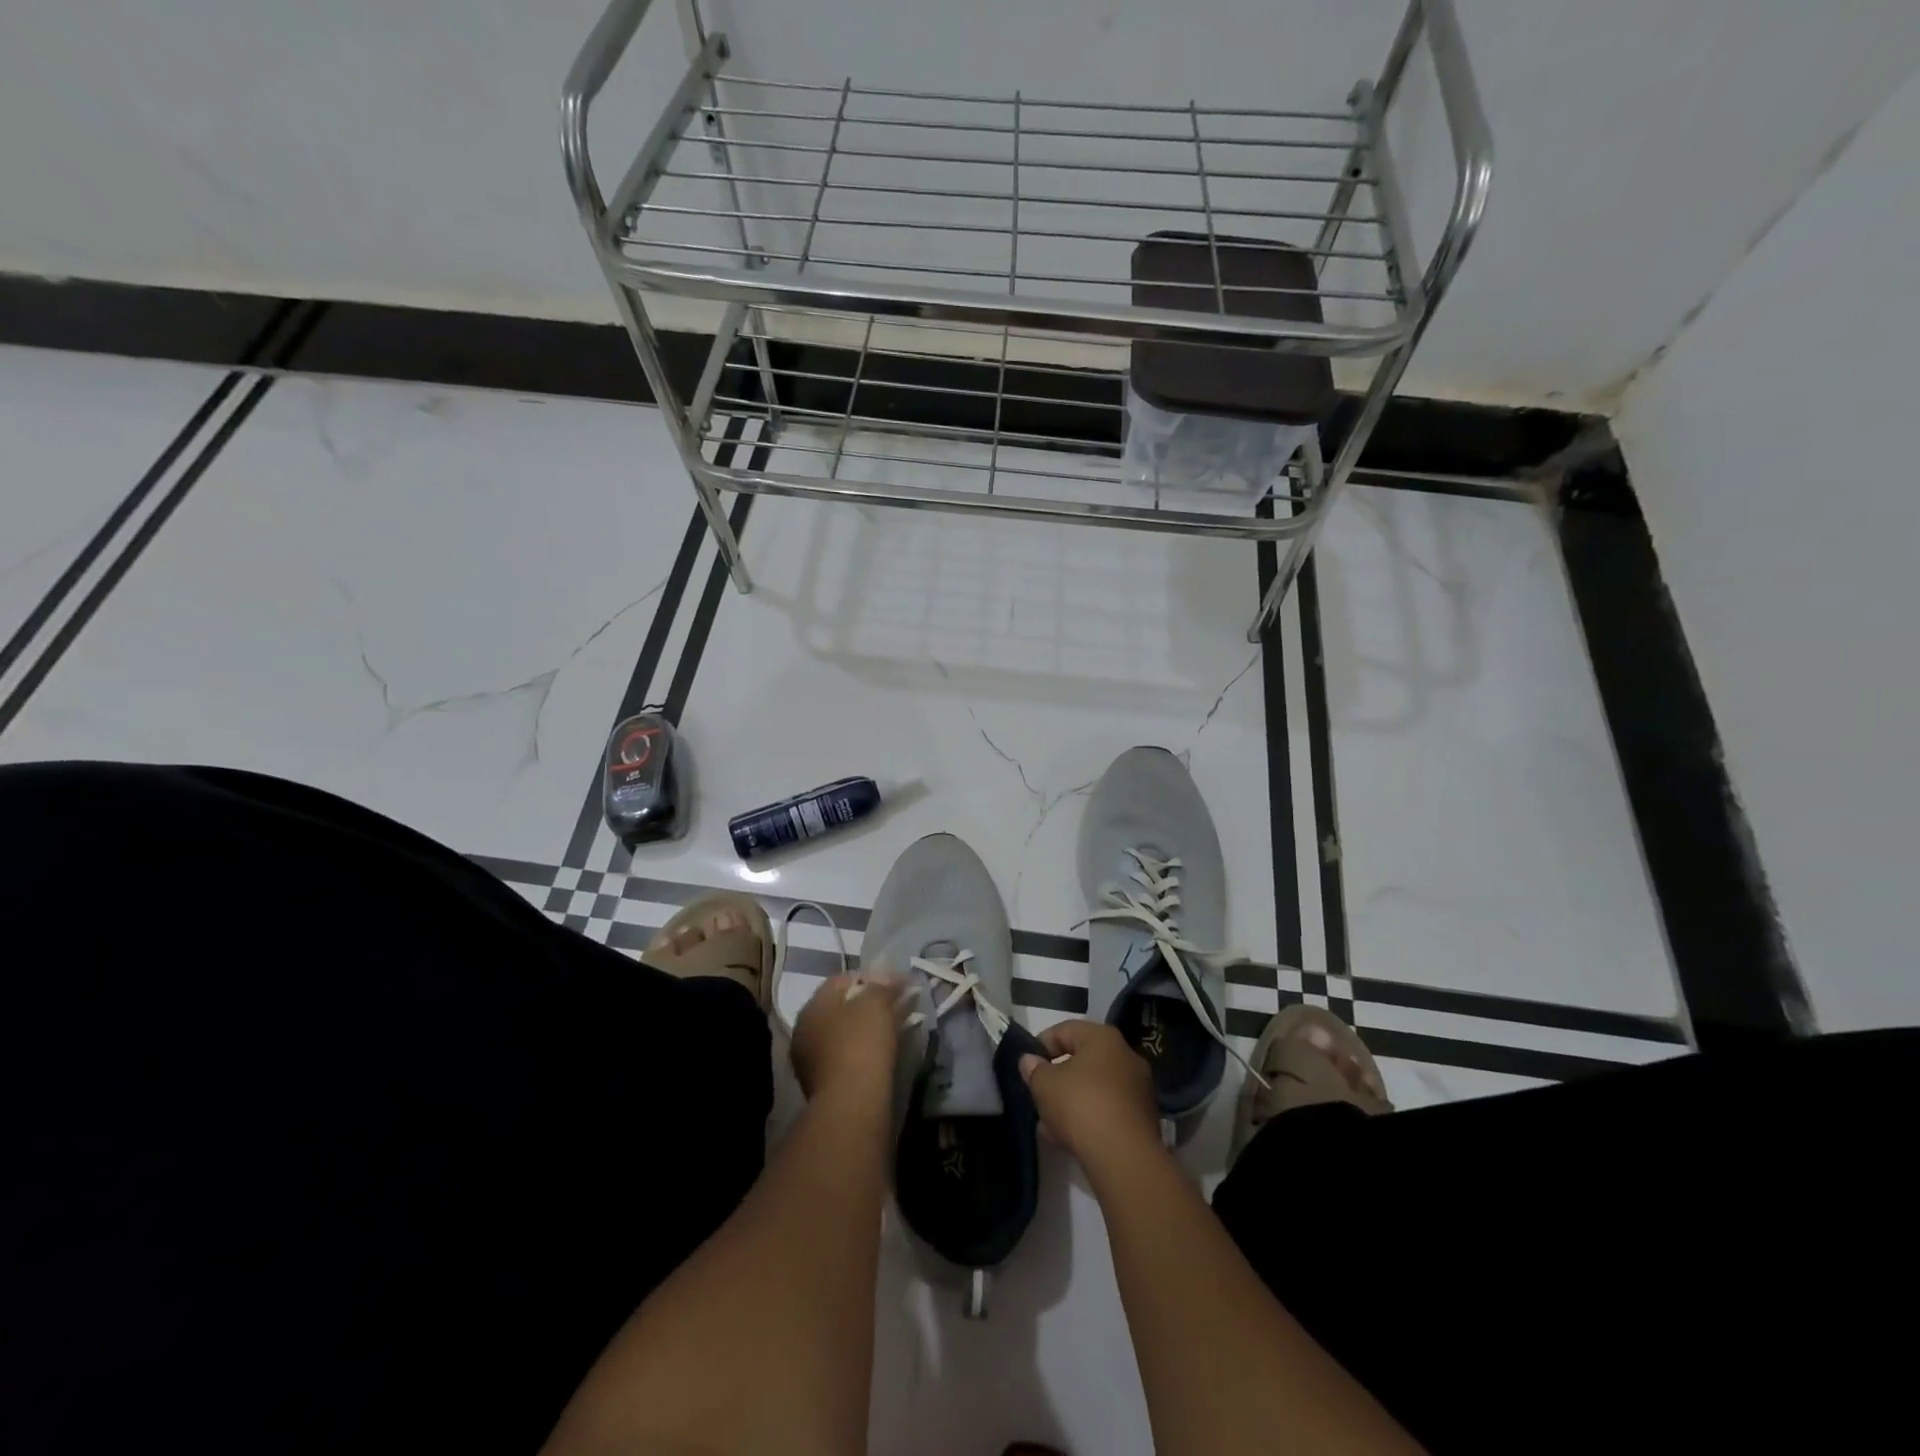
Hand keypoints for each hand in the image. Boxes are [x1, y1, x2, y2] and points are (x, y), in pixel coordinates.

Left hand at [791, 970, 905, 1106]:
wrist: (853, 1105)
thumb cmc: (861, 1043)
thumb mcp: (876, 1002)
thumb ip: (883, 985)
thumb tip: (892, 979)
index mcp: (811, 1007)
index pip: (840, 980)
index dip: (871, 977)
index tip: (897, 983)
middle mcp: (804, 1031)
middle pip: (841, 1008)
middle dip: (870, 1004)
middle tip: (897, 1005)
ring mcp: (811, 1062)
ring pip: (844, 1035)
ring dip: (868, 1029)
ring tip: (896, 1029)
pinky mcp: (824, 1087)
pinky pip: (847, 1058)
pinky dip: (865, 1052)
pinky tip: (884, 1055)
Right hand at [1018, 1020, 1160, 1169]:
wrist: (1125, 1158)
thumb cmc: (1081, 1106)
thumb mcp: (1045, 1085)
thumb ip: (1034, 1070)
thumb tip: (1029, 1061)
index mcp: (1103, 1038)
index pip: (1065, 1030)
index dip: (1041, 1045)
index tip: (1027, 1066)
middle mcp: (1126, 1056)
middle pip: (1082, 1060)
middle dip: (1057, 1078)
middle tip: (1038, 1095)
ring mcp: (1138, 1089)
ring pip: (1094, 1089)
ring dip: (1070, 1102)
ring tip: (1048, 1125)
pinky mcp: (1142, 1119)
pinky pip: (1107, 1111)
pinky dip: (1088, 1119)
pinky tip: (1067, 1139)